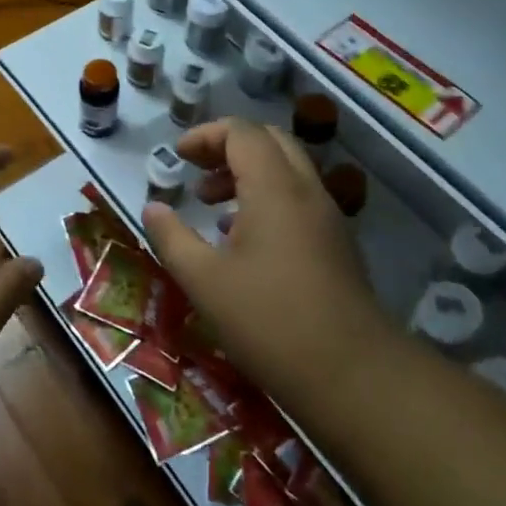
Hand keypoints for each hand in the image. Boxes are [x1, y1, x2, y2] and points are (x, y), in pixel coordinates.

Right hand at [142, 118, 389, 399]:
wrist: (352, 373)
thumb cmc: (268, 320)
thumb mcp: (204, 280)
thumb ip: (172, 237)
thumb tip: (153, 208)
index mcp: (274, 188)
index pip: (241, 132)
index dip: (205, 135)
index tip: (177, 156)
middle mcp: (306, 190)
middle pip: (269, 140)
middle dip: (228, 147)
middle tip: (196, 172)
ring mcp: (328, 216)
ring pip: (287, 169)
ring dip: (248, 173)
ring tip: (213, 207)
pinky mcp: (337, 243)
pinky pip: (299, 198)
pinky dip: (268, 197)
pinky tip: (244, 239)